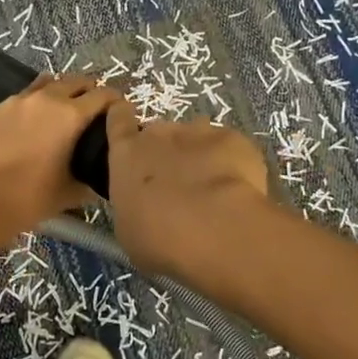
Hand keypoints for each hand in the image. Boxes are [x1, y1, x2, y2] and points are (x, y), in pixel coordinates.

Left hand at [0, 75, 121, 230]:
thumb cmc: (29, 199)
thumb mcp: (71, 192)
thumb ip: (92, 177)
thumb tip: (102, 174)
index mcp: (70, 115)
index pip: (104, 95)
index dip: (116, 102)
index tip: (120, 113)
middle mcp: (47, 99)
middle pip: (77, 81)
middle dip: (90, 92)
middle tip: (95, 113)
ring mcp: (19, 100)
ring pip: (49, 83)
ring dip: (63, 91)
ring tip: (64, 112)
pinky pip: (26, 95)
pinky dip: (38, 101)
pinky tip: (35, 123)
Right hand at [103, 100, 269, 281]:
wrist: (214, 230)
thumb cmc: (158, 238)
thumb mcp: (129, 230)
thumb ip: (133, 205)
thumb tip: (143, 206)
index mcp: (127, 154)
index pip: (118, 120)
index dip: (122, 120)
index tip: (128, 125)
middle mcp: (159, 134)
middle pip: (160, 133)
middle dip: (168, 152)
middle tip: (178, 185)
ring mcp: (198, 131)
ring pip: (197, 138)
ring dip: (200, 156)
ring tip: (213, 191)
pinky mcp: (233, 139)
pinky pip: (230, 149)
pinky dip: (234, 165)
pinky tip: (239, 193)